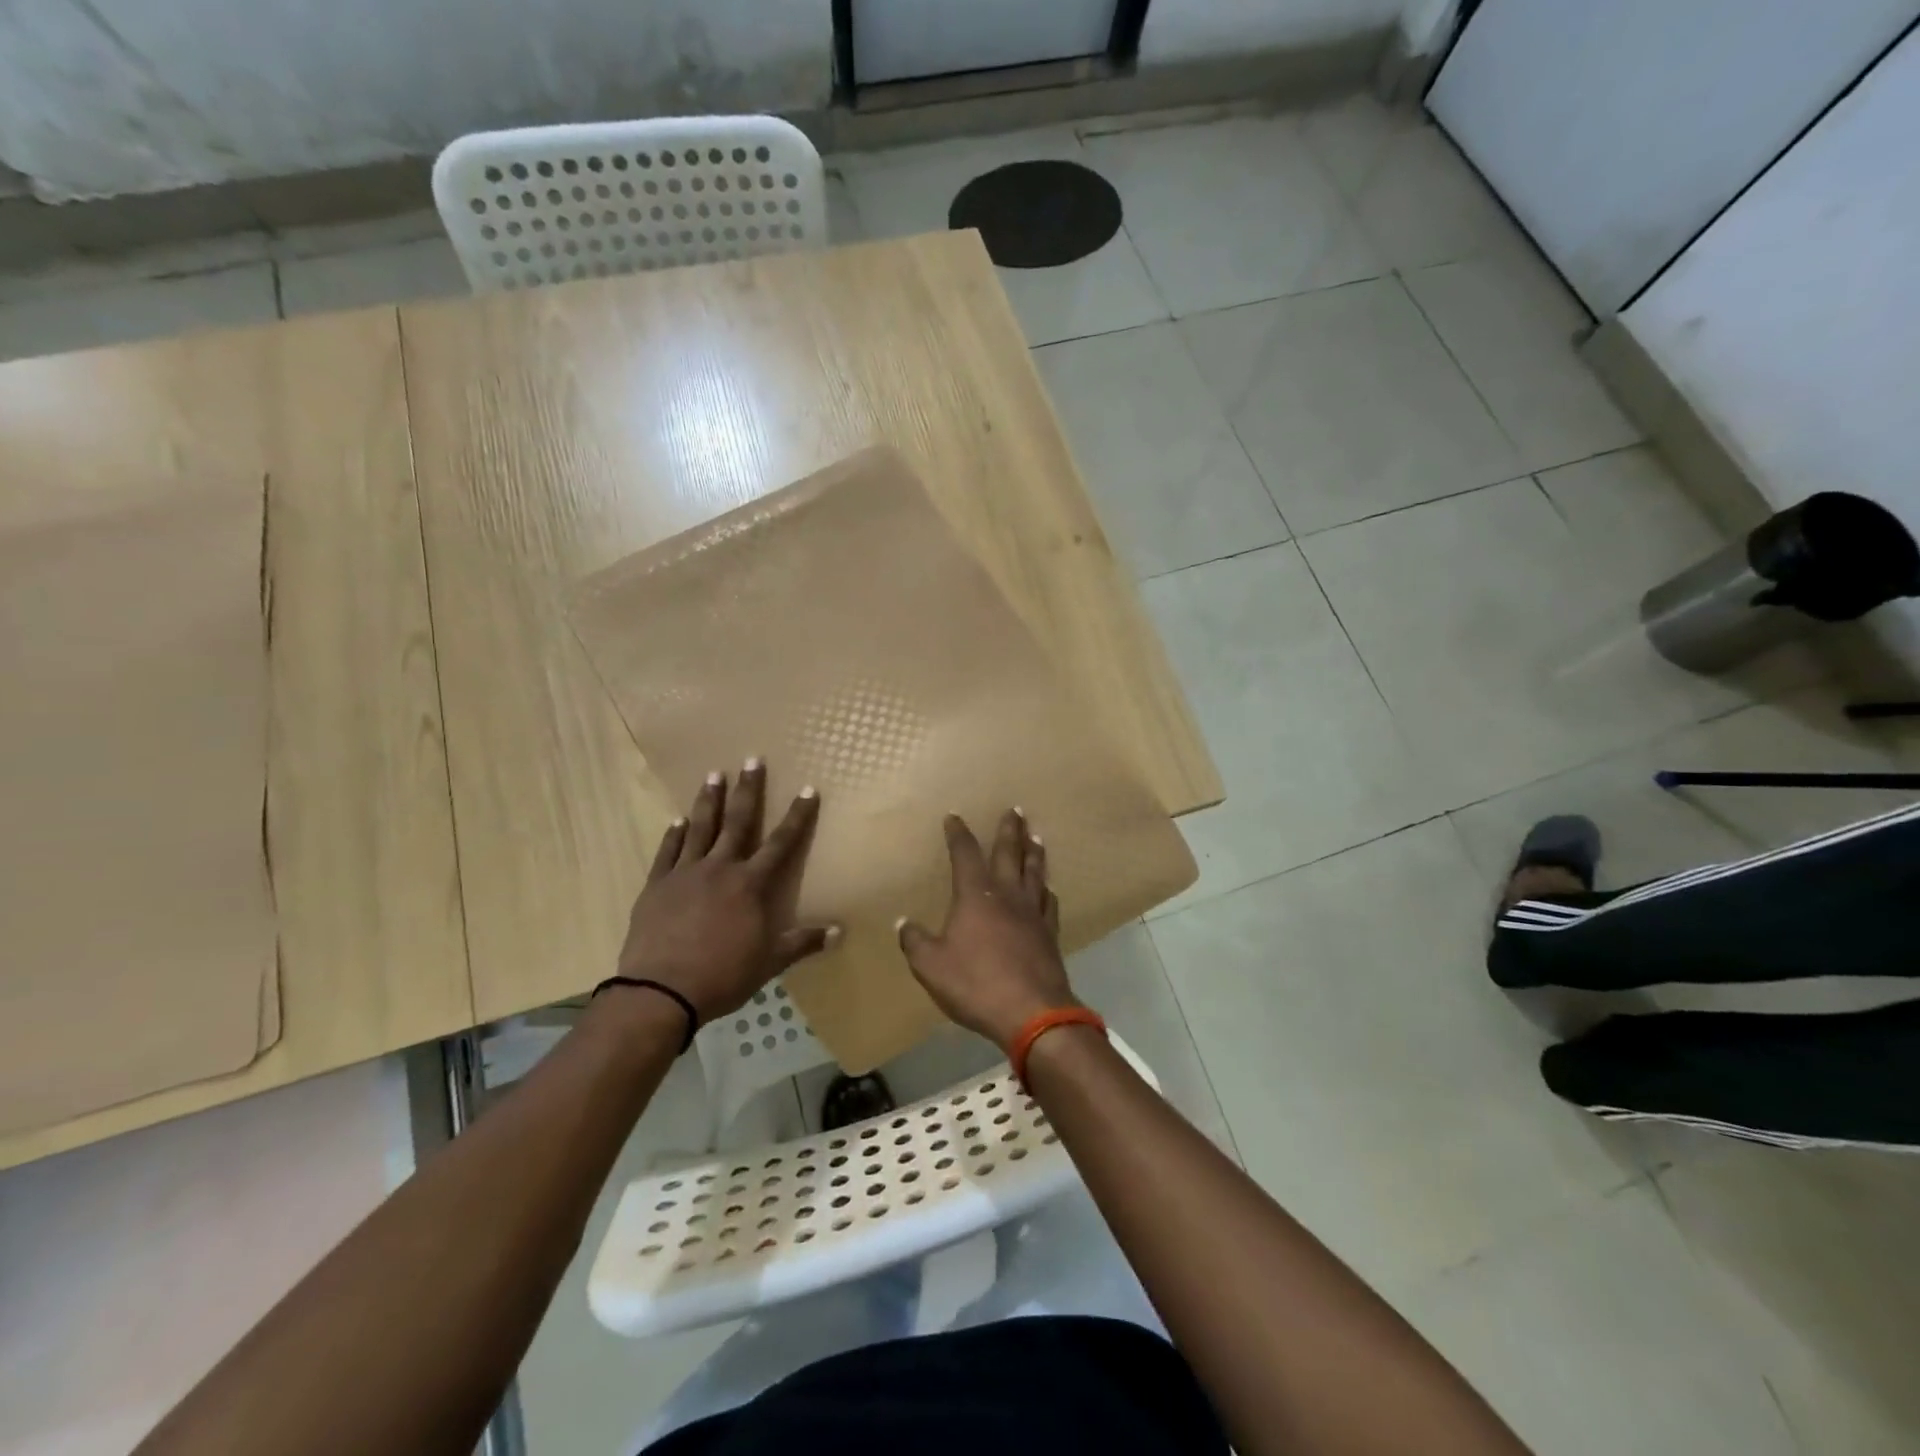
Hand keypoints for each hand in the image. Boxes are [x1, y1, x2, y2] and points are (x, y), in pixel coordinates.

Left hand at [615, 761, 835, 1025]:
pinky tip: (677, 821)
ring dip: (708, 800)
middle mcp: (719, 869)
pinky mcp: (656, 886)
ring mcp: (684, 874)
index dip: (797, 816)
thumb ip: (802, 942)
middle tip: (752, 759)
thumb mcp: (769, 962)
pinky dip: (673, 834)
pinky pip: (667, 852)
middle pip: (737, 822)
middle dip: (747, 790)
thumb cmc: (722, 975)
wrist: (661, 991)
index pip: (781, 843)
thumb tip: (839, 932)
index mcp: (750, 885)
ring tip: (713, 774)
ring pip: (700, 828)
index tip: (808, 789)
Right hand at [897, 810, 1076, 1049]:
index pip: (965, 854)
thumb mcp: (930, 966)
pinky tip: (1048, 888)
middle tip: (1015, 809)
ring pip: (1035, 872)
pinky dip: (1047, 889)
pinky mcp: (1050, 933)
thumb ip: (915, 941)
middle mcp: (1007, 895)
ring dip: (1033, 851)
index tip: (954, 816)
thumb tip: (903, 923)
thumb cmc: (976, 984)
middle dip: (1009, 830)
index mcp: (976, 896)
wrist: (1032, 1012)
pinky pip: (1049, 901)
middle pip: (1009, 853)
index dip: (958, 834)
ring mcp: (1033, 913)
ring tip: (1035, 836)